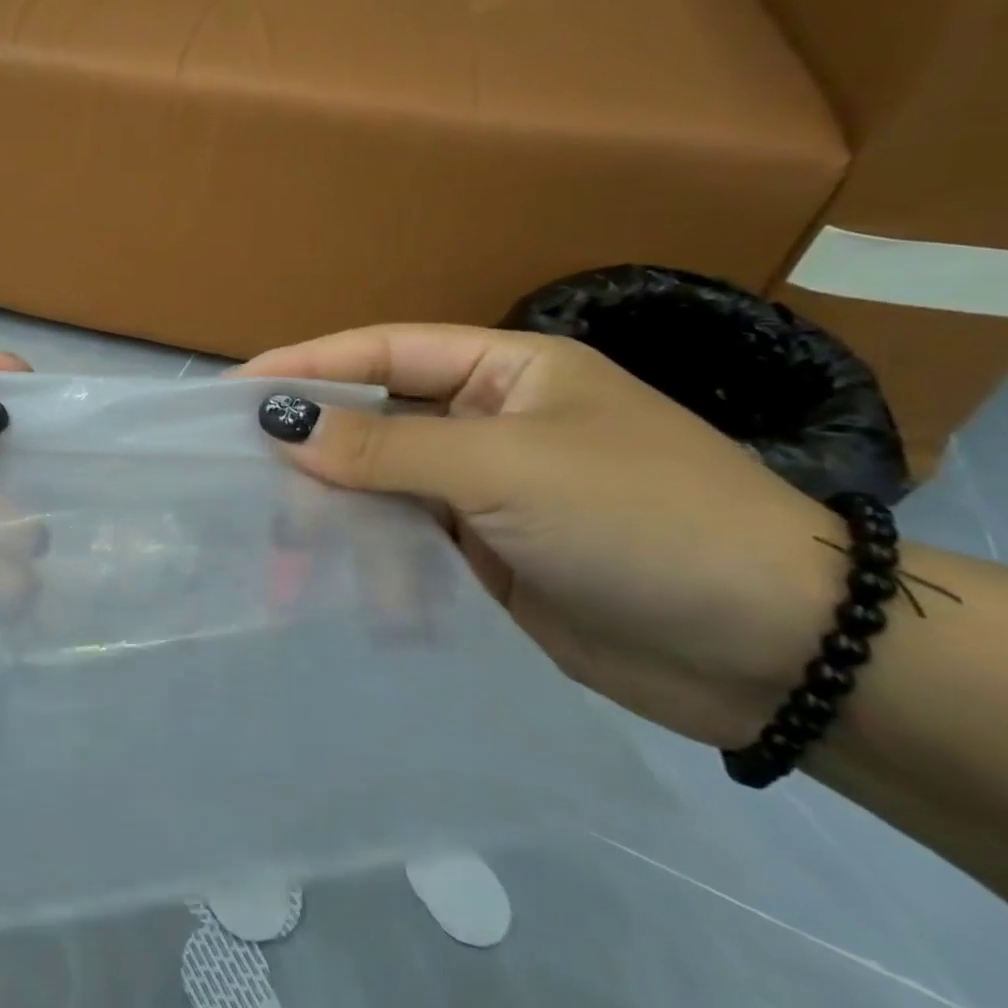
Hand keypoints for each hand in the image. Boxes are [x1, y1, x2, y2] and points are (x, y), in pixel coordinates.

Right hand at [238, 325, 842, 747]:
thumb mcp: (505, 468)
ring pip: (378, 493)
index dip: (306, 366)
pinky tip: (343, 598)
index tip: (234, 389)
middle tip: (242, 481)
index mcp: (500, 373)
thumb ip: (385, 449)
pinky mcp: (479, 559)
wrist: (773, 653)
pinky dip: (371, 571)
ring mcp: (479, 494)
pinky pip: (402, 549)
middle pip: (371, 426)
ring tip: (285, 560)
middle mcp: (483, 424)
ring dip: (335, 523)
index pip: (382, 353)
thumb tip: (282, 423)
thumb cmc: (638, 517)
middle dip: (312, 456)